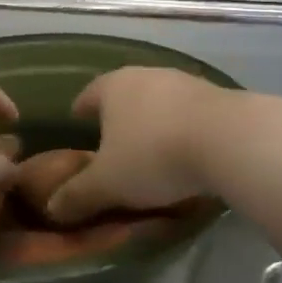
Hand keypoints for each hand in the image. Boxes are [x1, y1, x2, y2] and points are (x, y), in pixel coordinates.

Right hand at [47, 67, 233, 224]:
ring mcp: (185, 82)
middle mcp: (147, 75)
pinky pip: (189, 114)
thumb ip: (78, 195)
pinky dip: (182, 130)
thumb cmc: (154, 156)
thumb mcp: (108, 184)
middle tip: (112, 147)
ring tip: (151, 152)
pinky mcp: (218, 96)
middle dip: (118, 119)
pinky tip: (186, 153)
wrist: (229, 140)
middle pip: (124, 95)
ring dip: (153, 123)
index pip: (87, 95)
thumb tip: (52, 207)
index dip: (80, 113)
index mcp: (113, 87)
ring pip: (159, 103)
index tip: (77, 127)